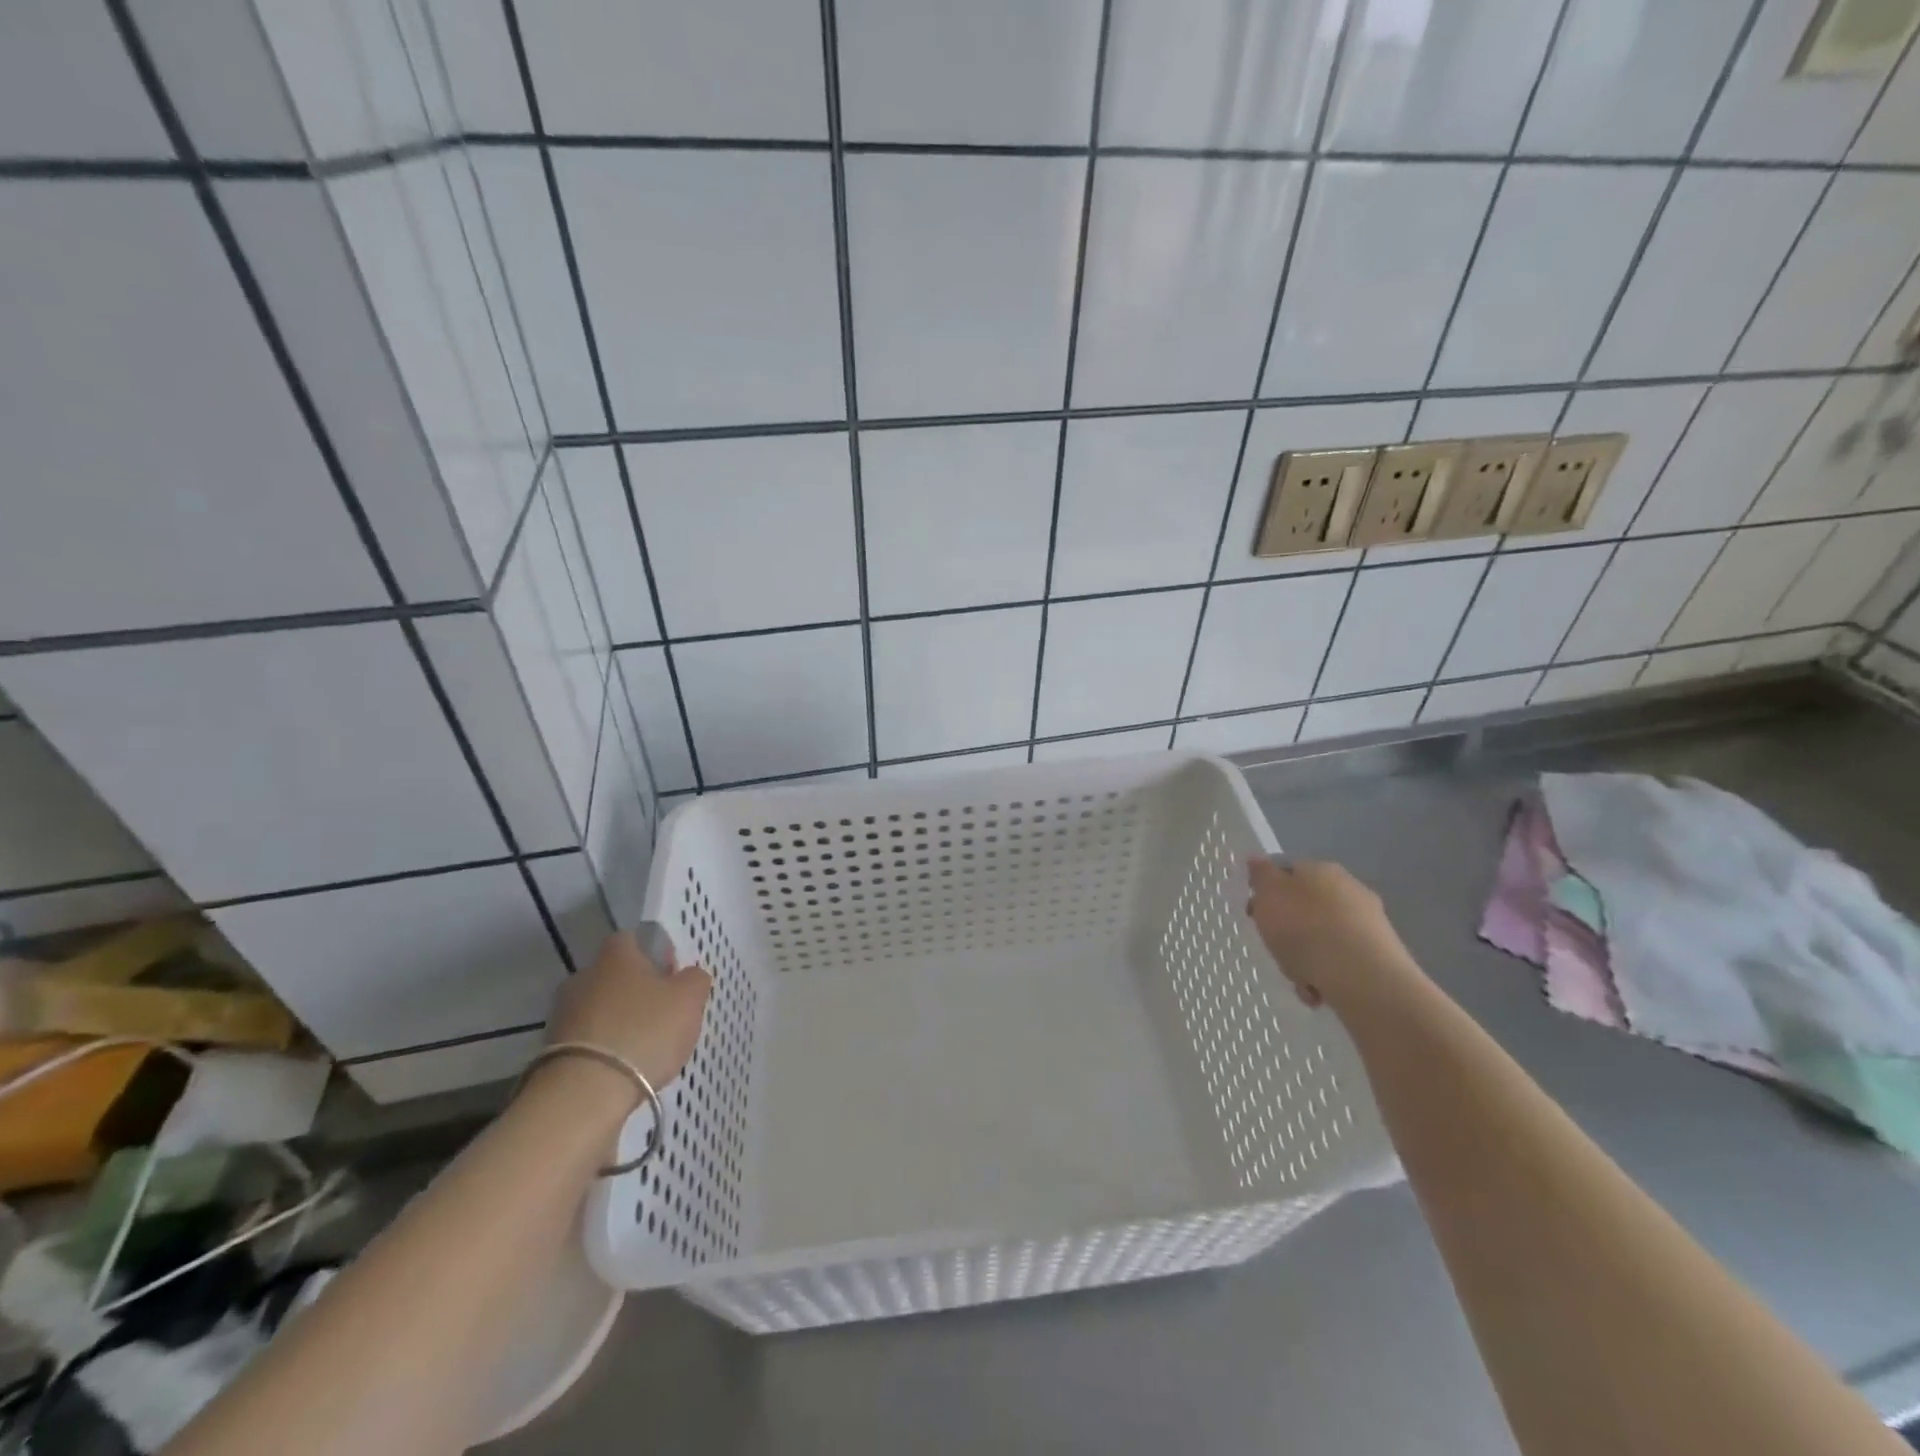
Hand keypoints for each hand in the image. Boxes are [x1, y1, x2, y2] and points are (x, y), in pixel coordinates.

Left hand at [546, 930, 712, 1088]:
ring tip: (644, 1048)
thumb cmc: (644, 1031)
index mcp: (616, 954)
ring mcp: (563, 1014)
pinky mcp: (552, 1050)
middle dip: (636, 990)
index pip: (633, 939)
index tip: (671, 976)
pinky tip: (622, 1068)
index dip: (654, 954)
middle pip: (615, 975)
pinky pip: (587, 1039)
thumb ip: (695, 979)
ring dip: (618, 1021)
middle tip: (662, 1014)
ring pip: (600, 1008)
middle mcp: (583, 975)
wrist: (585, 1092)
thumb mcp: (689, 999)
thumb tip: (687, 975)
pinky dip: (604, 1048)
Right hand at [1246, 856, 1422, 1011]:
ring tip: (1299, 980)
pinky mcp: (1381, 955)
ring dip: (1306, 958)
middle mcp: (1349, 889)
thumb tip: (1258, 859)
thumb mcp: (1269, 896)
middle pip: (1305, 907)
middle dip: (1288, 930)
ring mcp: (1368, 922)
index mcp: (1320, 869)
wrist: (1363, 977)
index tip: (1255, 914)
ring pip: (1323, 937)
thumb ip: (1261, 876)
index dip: (1267, 892)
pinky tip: (1319, 991)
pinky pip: (1341, 961)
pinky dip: (1327, 975)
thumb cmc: (1305, 929)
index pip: (1287, 872)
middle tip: (1275, 948)